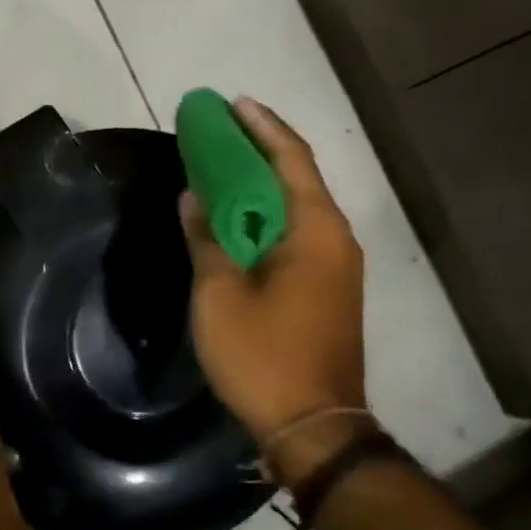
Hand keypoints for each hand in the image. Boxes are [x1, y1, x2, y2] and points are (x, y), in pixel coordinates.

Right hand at [181, 99, 367, 457]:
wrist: (313, 425)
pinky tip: (238, 221)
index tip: (232, 104)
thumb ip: (206, 239)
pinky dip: (267, 219)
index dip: (261, 127)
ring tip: (222, 170)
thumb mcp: (220, 294)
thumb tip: (193, 198)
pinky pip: (297, 237)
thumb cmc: (263, 355)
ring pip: (296, 210)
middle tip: (219, 133)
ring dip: (261, 187)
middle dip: (259, 152)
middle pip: (297, 179)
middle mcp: (335, 239)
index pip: (290, 159)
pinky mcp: (328, 290)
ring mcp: (336, 267)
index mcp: (315, 231)